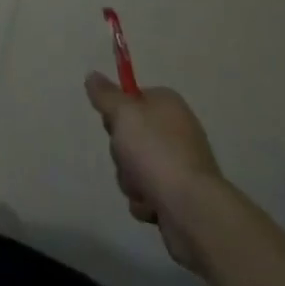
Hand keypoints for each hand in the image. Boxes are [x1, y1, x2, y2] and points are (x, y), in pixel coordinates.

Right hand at [85, 74, 221, 272]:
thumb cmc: (156, 152)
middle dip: (121, 152)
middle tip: (127, 156)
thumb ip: (105, 94)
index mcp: (167, 105)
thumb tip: (93, 75)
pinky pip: (147, 193)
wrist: (192, 210)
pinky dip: (144, 201)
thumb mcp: (123, 113)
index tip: (113, 124)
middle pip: (130, 136)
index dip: (117, 111)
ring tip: (142, 188)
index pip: (132, 98)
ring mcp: (178, 165)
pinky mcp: (178, 196)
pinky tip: (152, 205)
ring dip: (130, 180)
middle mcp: (175, 131)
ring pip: (134, 167)